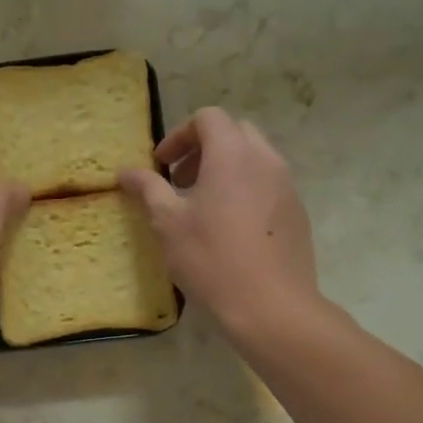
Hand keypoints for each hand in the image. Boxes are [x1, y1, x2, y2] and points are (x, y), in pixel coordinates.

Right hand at [118, 108, 321, 335]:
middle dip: (203, 148)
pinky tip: (229, 226)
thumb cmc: (211, 258)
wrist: (271, 304)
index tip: (161, 165)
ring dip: (225, 168)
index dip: (179, 135)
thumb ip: (148, 188)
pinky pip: (268, 183)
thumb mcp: (168, 222)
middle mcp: (265, 159)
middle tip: (180, 181)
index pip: (207, 118)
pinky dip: (245, 188)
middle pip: (234, 131)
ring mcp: (287, 185)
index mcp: (232, 154)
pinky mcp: (297, 211)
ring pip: (254, 157)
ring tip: (203, 205)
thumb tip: (126, 171)